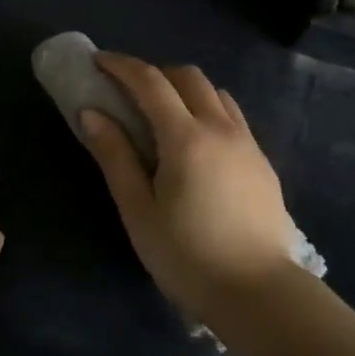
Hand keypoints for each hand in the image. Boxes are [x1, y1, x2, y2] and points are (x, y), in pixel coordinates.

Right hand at [80, 53, 294, 322]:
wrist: (259, 293)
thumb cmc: (187, 256)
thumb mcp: (138, 210)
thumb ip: (115, 156)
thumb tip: (92, 113)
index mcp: (186, 138)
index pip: (151, 82)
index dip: (122, 66)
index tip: (99, 62)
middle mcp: (221, 128)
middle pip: (188, 77)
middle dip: (155, 73)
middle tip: (128, 92)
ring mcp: (248, 144)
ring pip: (215, 93)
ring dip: (185, 90)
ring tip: (163, 116)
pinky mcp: (263, 162)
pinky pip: (233, 117)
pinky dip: (208, 110)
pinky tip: (197, 143)